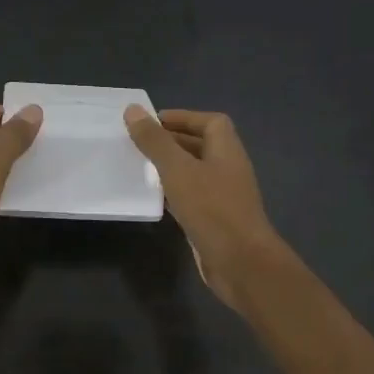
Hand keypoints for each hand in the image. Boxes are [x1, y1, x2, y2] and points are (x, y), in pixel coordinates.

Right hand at [124, 106, 284, 308]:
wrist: (241, 263)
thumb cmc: (212, 210)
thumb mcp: (178, 170)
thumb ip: (155, 141)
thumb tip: (133, 109)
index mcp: (227, 150)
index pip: (210, 121)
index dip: (184, 117)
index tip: (153, 121)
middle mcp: (228, 169)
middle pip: (202, 146)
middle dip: (173, 141)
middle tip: (140, 143)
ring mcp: (223, 197)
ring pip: (195, 173)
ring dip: (172, 168)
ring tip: (141, 167)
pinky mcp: (215, 221)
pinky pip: (193, 198)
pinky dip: (174, 193)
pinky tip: (155, 199)